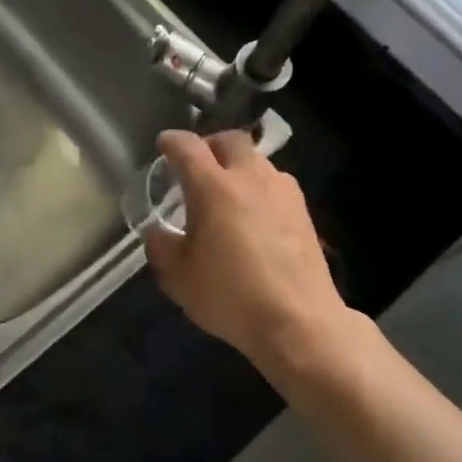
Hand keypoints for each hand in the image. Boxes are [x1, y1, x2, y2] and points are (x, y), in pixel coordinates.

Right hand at [144, 129, 352, 378]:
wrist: (298, 321)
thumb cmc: (230, 296)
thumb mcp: (178, 278)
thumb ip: (161, 247)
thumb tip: (158, 232)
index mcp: (213, 187)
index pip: (188, 147)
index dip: (172, 142)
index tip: (163, 145)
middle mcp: (250, 178)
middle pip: (230, 140)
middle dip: (209, 145)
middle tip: (196, 164)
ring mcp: (282, 192)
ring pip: (257, 160)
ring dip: (238, 166)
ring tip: (226, 191)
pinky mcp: (304, 211)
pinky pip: (275, 183)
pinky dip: (259, 187)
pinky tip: (254, 214)